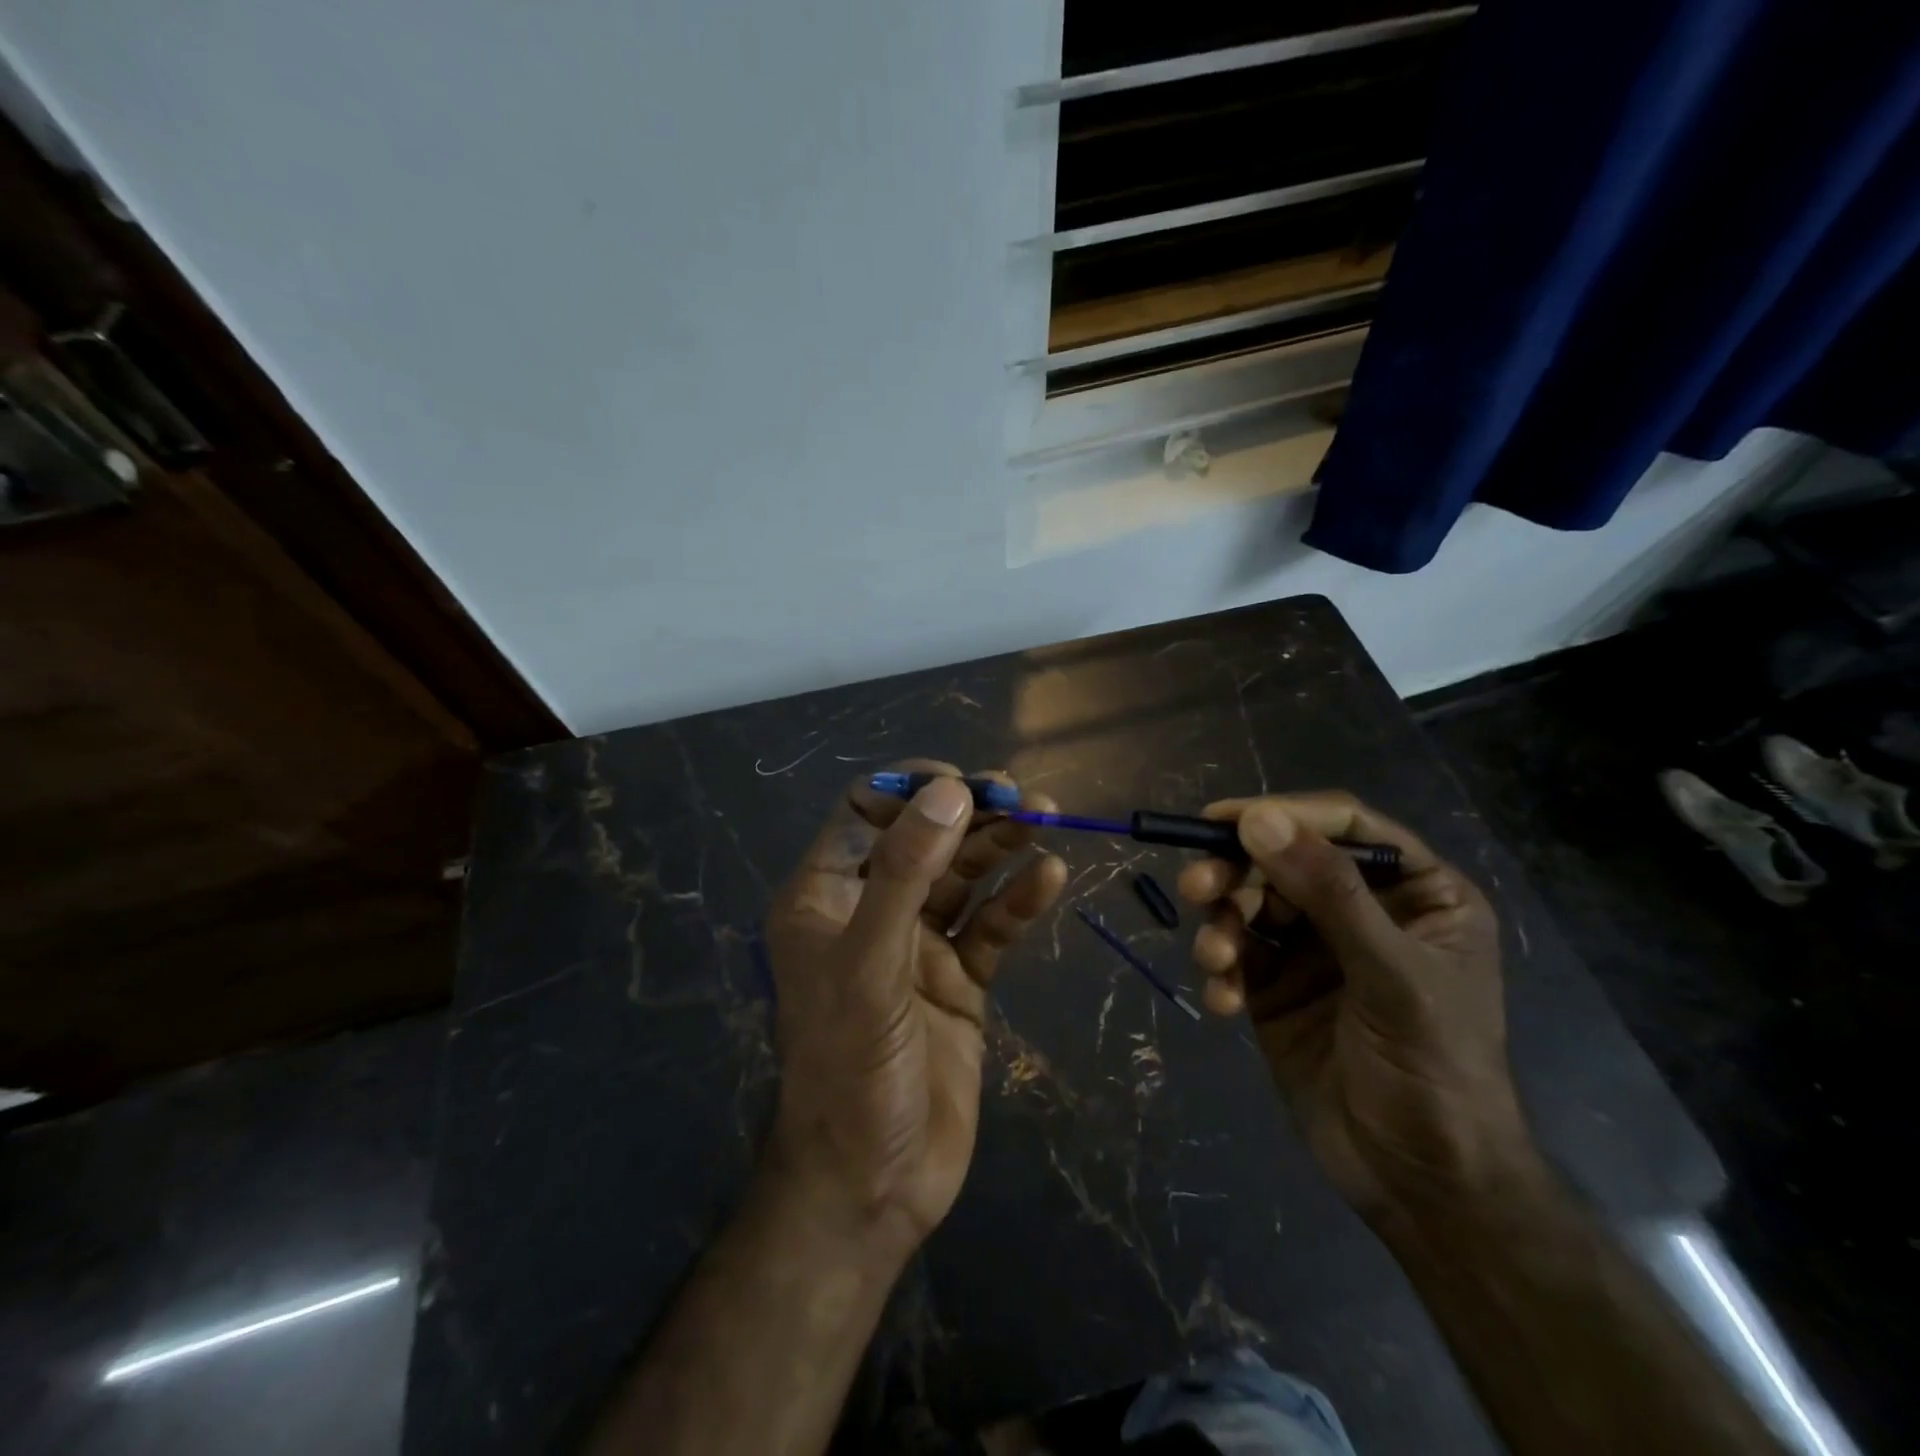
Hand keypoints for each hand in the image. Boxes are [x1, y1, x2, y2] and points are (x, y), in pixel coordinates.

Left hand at [761, 760, 1067, 1257]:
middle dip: (972, 813)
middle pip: (925, 838)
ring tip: (1047, 820)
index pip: (865, 811)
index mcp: (826, 896)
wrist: (874, 1187)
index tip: (963, 786)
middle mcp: (871, 910)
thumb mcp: (868, 966)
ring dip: (1002, 847)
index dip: (912, 790)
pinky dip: (1018, 902)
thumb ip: (904, 875)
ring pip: (963, 877)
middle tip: (1025, 796)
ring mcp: (918, 945)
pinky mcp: (958, 980)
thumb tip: (950, 793)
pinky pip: (991, 927)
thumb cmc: (850, 1070)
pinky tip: (1048, 879)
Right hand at [1178, 793, 1538, 1221]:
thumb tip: (1257, 819)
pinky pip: (1236, 954)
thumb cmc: (1434, 1071)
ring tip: (1216, 957)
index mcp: (1415, 894)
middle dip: (1236, 872)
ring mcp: (1314, 949)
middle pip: (1283, 860)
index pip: (1345, 826)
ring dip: (1222, 924)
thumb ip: (1328, 893)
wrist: (1420, 1185)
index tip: (1221, 818)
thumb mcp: (1391, 976)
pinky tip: (1225, 1003)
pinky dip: (1222, 970)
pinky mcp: (1275, 987)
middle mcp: (1361, 910)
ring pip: (1250, 904)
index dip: (1284, 813)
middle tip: (1197, 888)